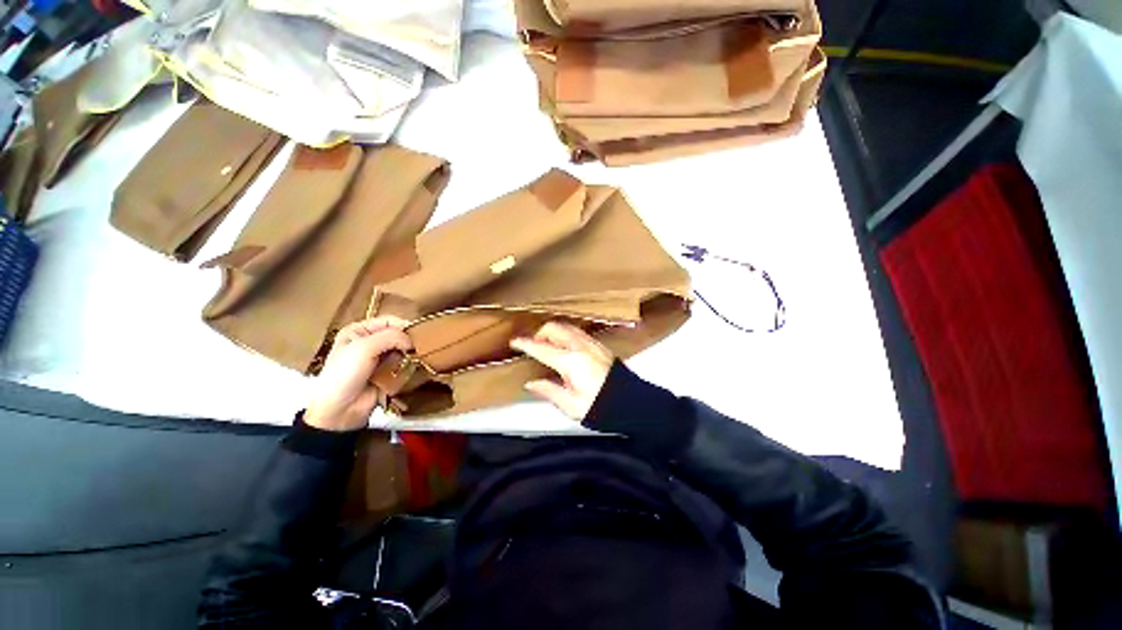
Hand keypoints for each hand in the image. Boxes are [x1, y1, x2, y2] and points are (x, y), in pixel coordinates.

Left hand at [306, 316, 411, 431]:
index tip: (419, 334)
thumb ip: (391, 337)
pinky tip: (416, 368)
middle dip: (410, 341)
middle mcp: (370, 342)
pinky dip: (412, 366)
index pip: (389, 320)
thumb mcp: (364, 348)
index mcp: (359, 331)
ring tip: (420, 358)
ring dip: (412, 354)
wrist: (340, 410)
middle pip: (399, 335)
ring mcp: (380, 359)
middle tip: (422, 347)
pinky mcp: (389, 373)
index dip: (404, 325)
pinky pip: (405, 365)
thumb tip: (412, 340)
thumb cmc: (344, 375)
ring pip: (404, 350)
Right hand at [510, 322, 613, 420]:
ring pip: (566, 327)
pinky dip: (566, 334)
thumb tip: (531, 384)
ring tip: (548, 344)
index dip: (525, 344)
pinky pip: (578, 332)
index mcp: (570, 362)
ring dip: (554, 331)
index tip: (515, 342)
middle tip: (534, 345)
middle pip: (554, 328)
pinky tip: (566, 346)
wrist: (631, 403)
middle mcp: (580, 347)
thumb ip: (549, 391)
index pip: (541, 348)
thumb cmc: (601, 407)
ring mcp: (591, 344)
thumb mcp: (571, 405)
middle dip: (540, 333)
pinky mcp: (600, 345)